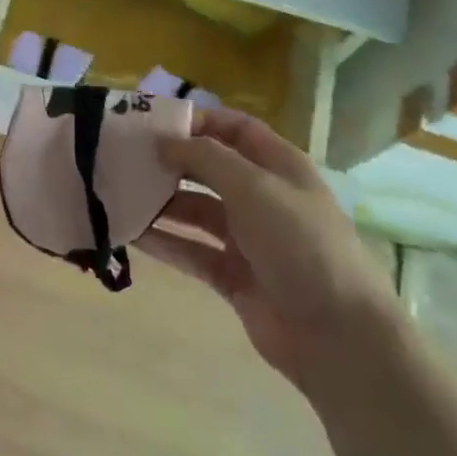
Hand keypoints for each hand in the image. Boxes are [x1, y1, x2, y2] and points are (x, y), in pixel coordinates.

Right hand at [139, 107, 401, 389]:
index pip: (234, 129)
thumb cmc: (300, 244)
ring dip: (161, 202)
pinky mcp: (232, 276)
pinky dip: (164, 241)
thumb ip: (205, 158)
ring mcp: (247, 239)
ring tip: (119, 193)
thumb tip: (164, 142)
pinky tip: (131, 233)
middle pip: (209, 169)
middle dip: (171, 161)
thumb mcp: (253, 187)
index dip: (198, 120)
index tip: (152, 121)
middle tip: (124, 156)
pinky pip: (190, 250)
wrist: (337, 335)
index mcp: (278, 167)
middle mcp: (262, 197)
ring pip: (195, 211)